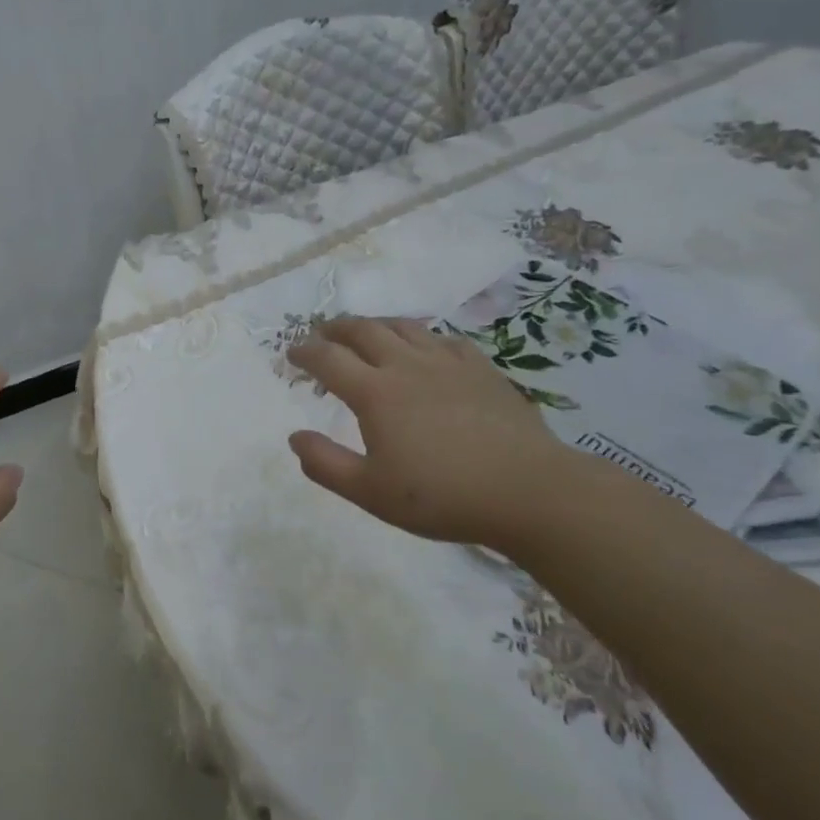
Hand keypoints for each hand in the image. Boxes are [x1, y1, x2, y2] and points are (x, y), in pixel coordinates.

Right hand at [286, 317, 579, 550]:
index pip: (328, 359)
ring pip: (403, 327)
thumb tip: (295, 437)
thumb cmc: (443, 495)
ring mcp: (447, 362)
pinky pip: (444, 339)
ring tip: (366, 332)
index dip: (305, 352)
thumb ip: (326, 464)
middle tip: (322, 334)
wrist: (528, 491)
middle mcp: (406, 365)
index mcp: (375, 393)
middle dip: (336, 328)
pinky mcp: (481, 368)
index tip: (291, 353)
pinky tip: (425, 348)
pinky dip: (422, 337)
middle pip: (363, 330)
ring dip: (376, 325)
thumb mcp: (371, 492)